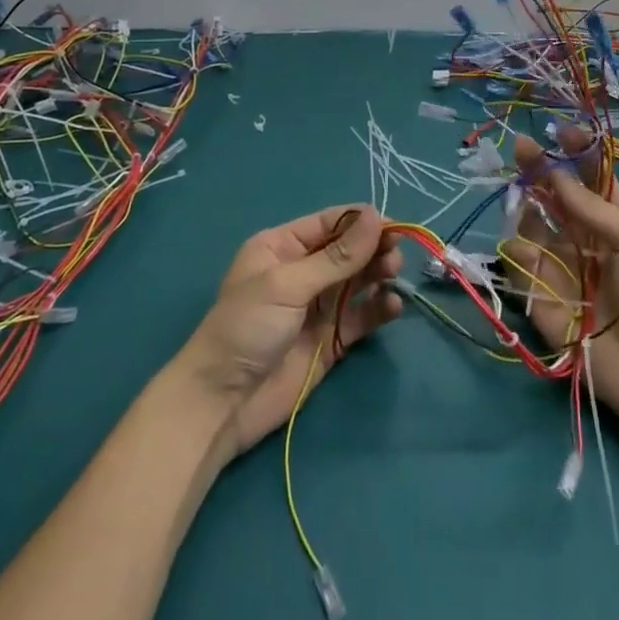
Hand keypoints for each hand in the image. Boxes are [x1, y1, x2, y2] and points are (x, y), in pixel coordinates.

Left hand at [175, 205, 403, 457]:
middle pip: (348, 250)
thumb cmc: (246, 328)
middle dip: (373, 248)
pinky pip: (362, 315)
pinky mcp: (331, 339)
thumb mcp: (288, 285)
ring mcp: (318, 306)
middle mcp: (302, 271)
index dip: (361, 222)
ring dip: (379, 273)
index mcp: (282, 247)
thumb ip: (336, 256)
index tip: (393, 226)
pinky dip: (379, 308)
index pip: (329, 223)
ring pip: (359, 280)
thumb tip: (375, 216)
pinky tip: (392, 306)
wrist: (222, 404)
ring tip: (394, 274)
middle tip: (396, 253)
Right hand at [505, 127, 618, 421]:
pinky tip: (527, 252)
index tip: (560, 131)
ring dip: (524, 205)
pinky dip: (517, 251)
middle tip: (520, 146)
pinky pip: (517, 261)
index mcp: (612, 221)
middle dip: (537, 168)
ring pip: (528, 221)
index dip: (575, 152)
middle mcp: (580, 236)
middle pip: (552, 193)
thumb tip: (556, 175)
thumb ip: (592, 208)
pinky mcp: (537, 292)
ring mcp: (557, 263)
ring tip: (525, 200)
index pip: (590, 176)